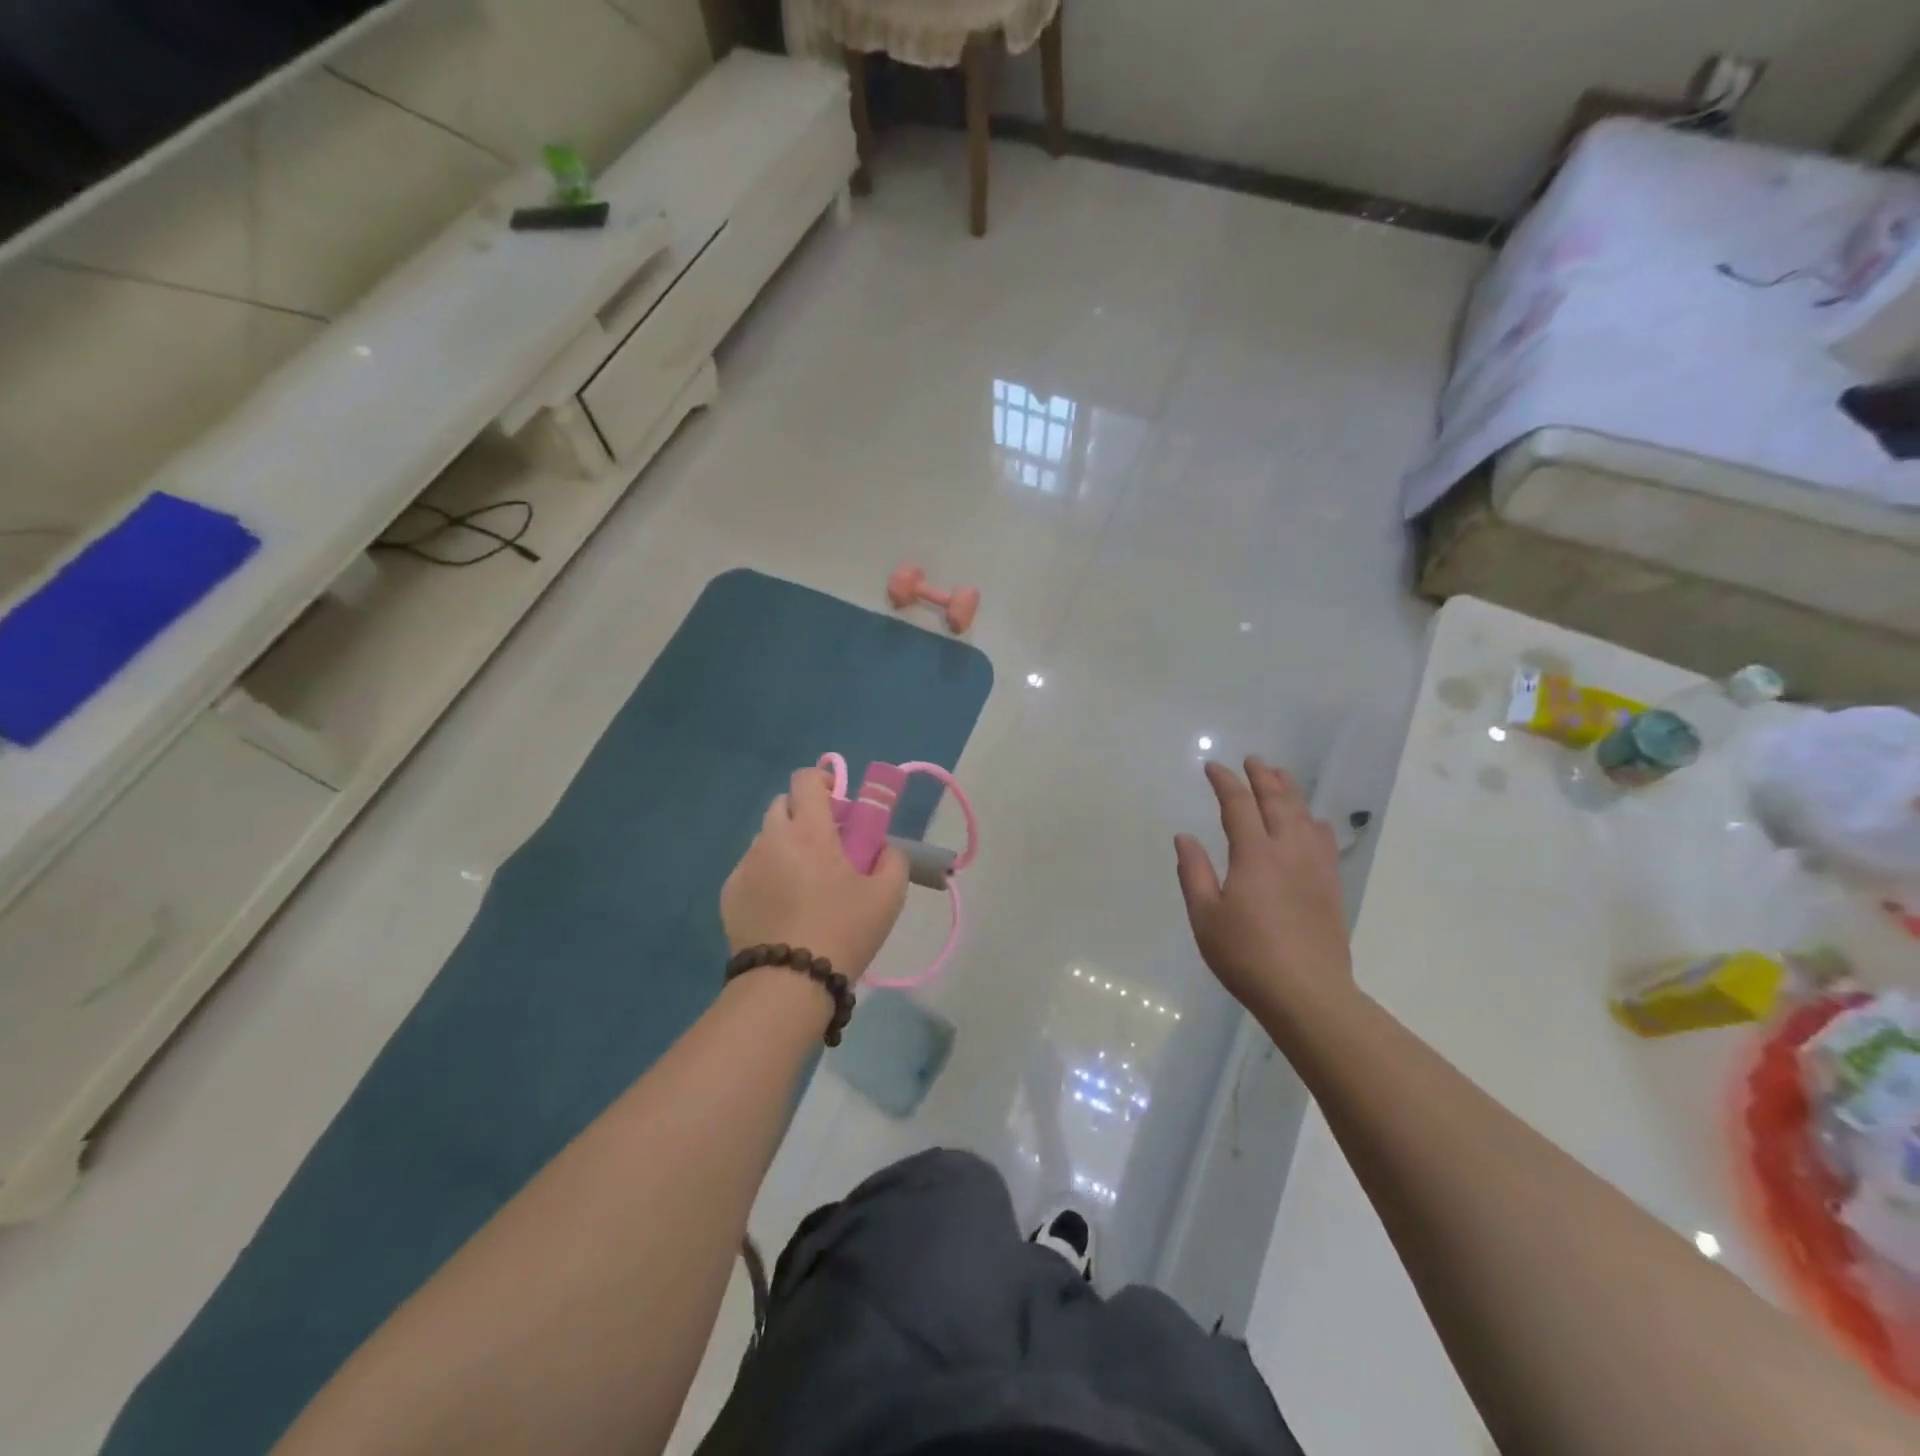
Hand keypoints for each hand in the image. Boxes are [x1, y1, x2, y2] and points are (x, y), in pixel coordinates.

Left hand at [722, 767, 908, 981]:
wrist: (788, 984)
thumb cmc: (843, 932)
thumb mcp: (888, 896)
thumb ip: (892, 860)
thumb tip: (883, 848)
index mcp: (809, 832)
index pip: (806, 780)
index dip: (824, 780)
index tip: (839, 802)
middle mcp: (771, 840)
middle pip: (782, 805)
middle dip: (804, 814)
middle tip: (827, 844)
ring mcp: (745, 867)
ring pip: (766, 838)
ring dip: (785, 845)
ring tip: (803, 882)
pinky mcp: (729, 894)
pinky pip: (751, 869)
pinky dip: (767, 875)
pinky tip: (782, 907)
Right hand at [1175, 758, 1353, 1015]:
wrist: (1307, 992)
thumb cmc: (1246, 955)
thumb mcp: (1205, 916)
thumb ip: (1194, 872)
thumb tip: (1185, 837)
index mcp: (1254, 854)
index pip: (1238, 805)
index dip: (1225, 782)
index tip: (1213, 768)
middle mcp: (1288, 851)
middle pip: (1278, 801)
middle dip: (1263, 777)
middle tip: (1253, 761)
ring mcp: (1315, 867)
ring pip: (1305, 816)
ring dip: (1291, 792)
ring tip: (1281, 777)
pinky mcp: (1331, 886)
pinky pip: (1325, 841)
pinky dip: (1315, 822)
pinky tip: (1314, 821)